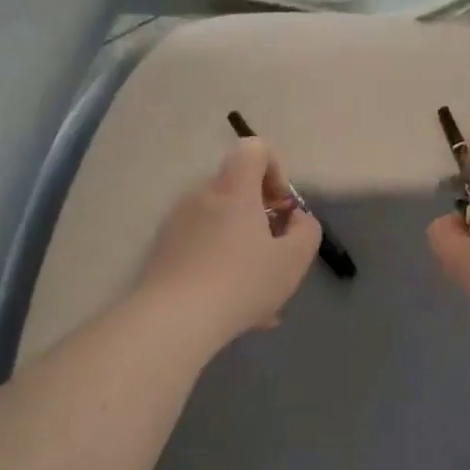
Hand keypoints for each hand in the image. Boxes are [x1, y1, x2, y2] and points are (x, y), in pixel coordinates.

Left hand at [137, 138, 322, 349]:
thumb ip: (306, 231)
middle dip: (262, 217)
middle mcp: (201, 197)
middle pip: (237, 189)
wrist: (173, 320)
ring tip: (258, 295)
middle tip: (275, 255)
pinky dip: (221, 265)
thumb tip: (296, 218)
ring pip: (221, 225)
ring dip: (243, 247)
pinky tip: (233, 307)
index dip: (275, 169)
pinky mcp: (163, 251)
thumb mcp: (293, 260)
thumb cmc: (242, 283)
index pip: (253, 148)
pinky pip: (202, 247)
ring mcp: (177, 224)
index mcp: (233, 190)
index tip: (281, 207)